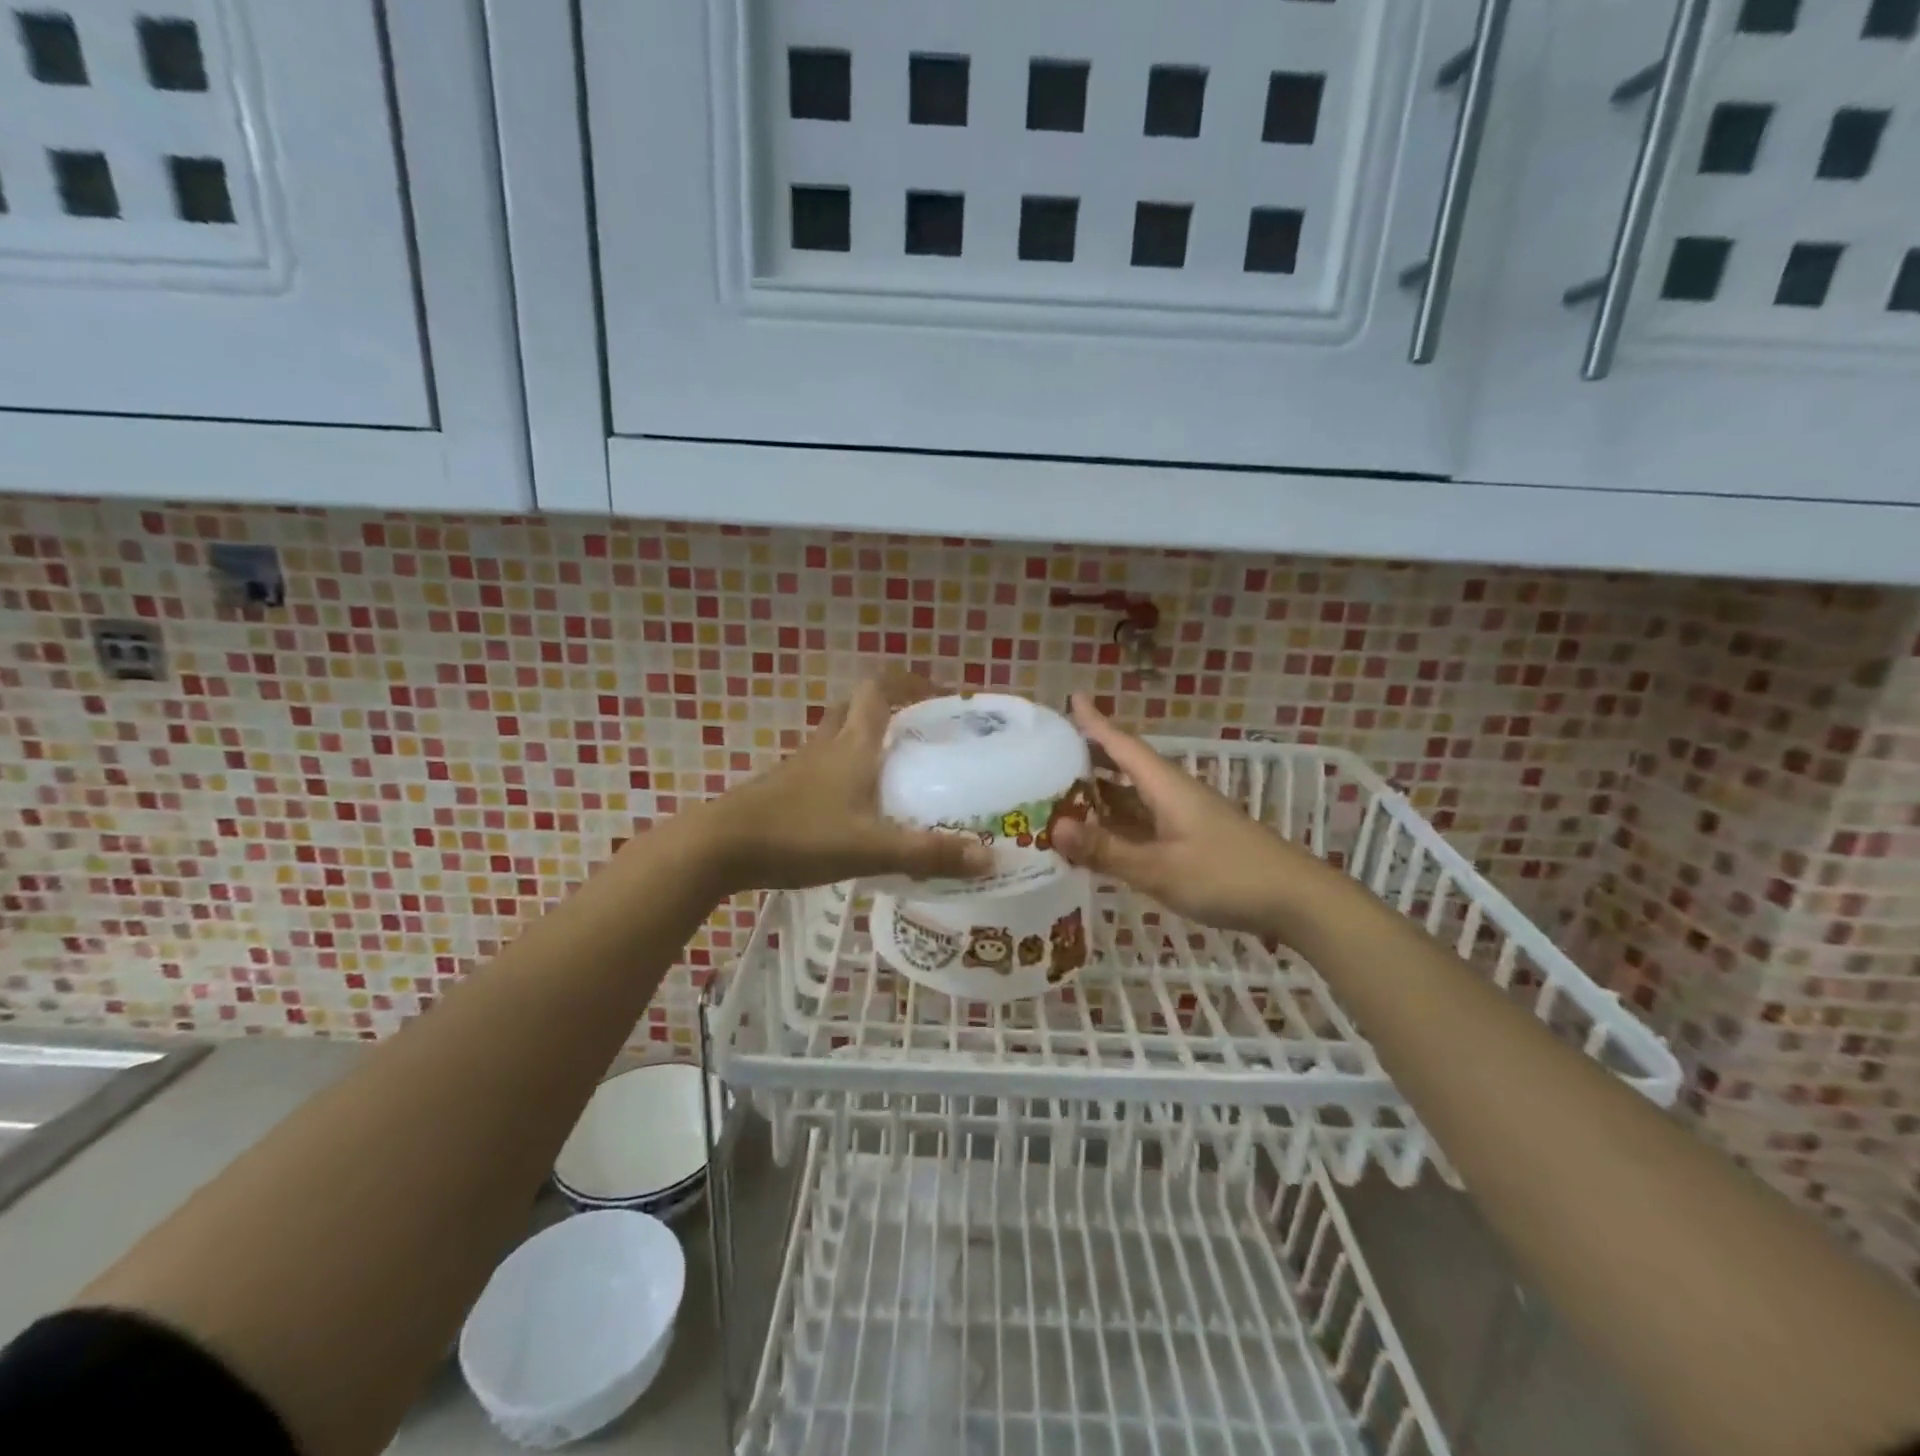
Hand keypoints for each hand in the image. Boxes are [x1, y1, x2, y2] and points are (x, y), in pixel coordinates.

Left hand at [694, 674, 994, 894]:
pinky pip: (820, 769)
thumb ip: (929, 853)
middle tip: (916, 733)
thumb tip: (990, 858)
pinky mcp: (782, 791)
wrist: (720, 848)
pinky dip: (842, 775)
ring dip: (863, 743)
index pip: (878, 689)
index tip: (937, 694)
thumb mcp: (872, 848)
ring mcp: (799, 768)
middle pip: (855, 708)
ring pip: (836, 739)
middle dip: (886, 709)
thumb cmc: (800, 836)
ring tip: (893, 773)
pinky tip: (854, 811)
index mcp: (853, 745)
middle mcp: (826, 746)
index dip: (908, 681)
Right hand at [1051, 694, 1330, 937]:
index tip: (1072, 698)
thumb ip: (1107, 850)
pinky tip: (1100, 838)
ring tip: (1061, 794)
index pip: (1122, 745)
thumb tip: (1054, 827)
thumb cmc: (1226, 876)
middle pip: (1125, 767)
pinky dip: (1118, 825)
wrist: (1295, 900)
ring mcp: (1184, 819)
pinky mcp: (1192, 842)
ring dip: (1101, 795)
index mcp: (1166, 786)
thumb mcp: (1159, 868)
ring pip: (1134, 798)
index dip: (1096, 722)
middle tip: (1049, 754)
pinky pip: (1144, 824)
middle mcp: (1172, 794)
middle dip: (1090, 757)